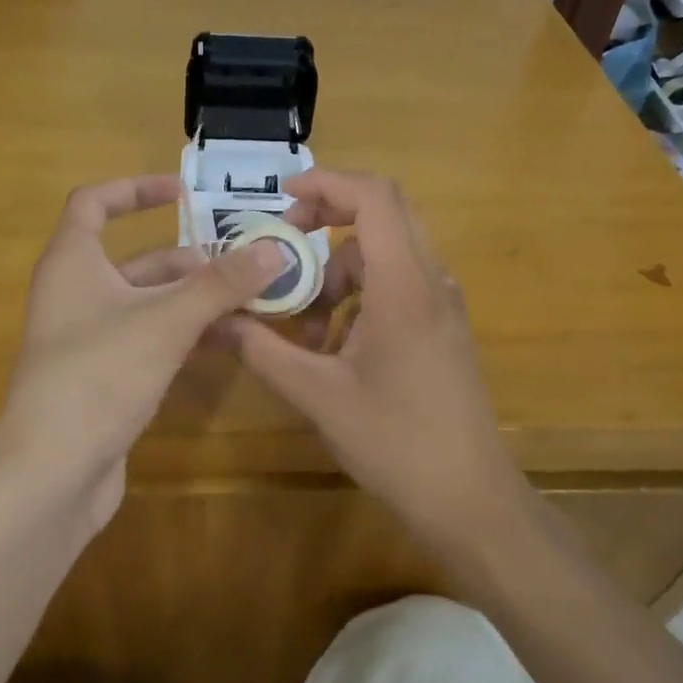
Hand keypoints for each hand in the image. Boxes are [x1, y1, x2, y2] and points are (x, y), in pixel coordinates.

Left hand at [0, 174, 284, 528]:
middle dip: (191, 261)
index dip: (136, 189)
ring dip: (195, 302)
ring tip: (250, 303)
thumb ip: (220, 284)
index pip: (94, 203)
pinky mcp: (102, 379)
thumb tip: (273, 249)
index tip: (184, 192)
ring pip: (148, 305)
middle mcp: (75, 294)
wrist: (50, 472)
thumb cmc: (99, 375)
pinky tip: (226, 343)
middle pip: (136, 260)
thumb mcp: (166, 321)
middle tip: (245, 266)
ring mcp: (88, 340)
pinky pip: (149, 341)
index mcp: (72, 262)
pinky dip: (184, 335)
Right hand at [223, 170, 522, 534]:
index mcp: (405, 285)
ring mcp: (441, 304)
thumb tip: (213, 319)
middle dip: (327, 220)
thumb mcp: (317, 394)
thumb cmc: (395, 442)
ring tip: (302, 323)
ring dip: (338, 271)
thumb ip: (262, 349)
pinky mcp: (441, 327)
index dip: (327, 183)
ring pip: (385, 255)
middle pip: (383, 215)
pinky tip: (332, 345)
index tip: (283, 201)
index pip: (375, 198)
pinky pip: (395, 285)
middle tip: (284, 246)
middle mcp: (431, 282)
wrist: (470, 499)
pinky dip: (358, 296)